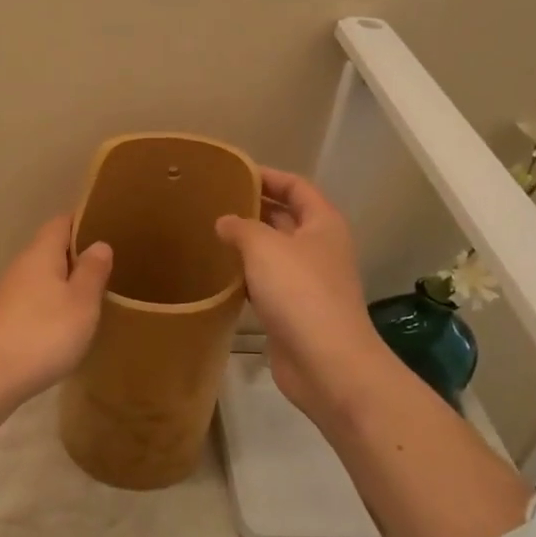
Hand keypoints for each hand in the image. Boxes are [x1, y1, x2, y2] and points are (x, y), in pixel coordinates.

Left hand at [0, 216, 113, 402]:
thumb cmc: (42, 333)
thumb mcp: (81, 302)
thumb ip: (92, 271)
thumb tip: (99, 243)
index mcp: (41, 253)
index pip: (62, 222)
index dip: (84, 221)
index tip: (109, 227)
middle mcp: (21, 266)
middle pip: (51, 249)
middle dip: (77, 255)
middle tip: (110, 266)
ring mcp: (8, 294)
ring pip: (43, 277)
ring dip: (65, 282)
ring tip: (94, 295)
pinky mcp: (3, 320)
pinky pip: (35, 301)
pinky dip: (52, 305)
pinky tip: (67, 324)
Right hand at [216, 169, 394, 420]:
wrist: (326, 364)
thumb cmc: (300, 293)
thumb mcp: (265, 248)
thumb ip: (241, 227)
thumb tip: (225, 222)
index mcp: (323, 224)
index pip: (297, 187)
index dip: (268, 176)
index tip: (233, 172)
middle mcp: (319, 249)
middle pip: (286, 218)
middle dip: (254, 209)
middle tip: (213, 202)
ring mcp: (308, 282)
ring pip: (274, 253)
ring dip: (247, 245)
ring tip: (209, 234)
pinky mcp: (293, 312)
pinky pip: (266, 284)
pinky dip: (246, 277)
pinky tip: (219, 275)